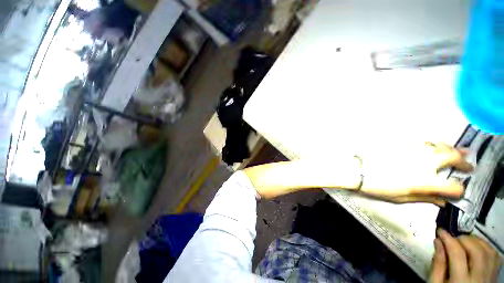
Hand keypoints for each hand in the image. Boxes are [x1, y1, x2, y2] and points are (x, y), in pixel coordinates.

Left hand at [360, 142, 472, 203]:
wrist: (360, 170)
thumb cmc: (379, 187)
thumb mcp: (402, 198)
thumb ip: (425, 198)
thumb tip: (442, 201)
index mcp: (426, 181)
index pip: (453, 187)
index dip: (459, 191)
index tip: (458, 192)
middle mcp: (425, 163)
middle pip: (453, 158)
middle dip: (464, 162)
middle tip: (468, 166)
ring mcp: (415, 151)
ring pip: (441, 146)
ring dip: (452, 149)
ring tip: (460, 152)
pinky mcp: (404, 145)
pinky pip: (425, 142)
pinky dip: (435, 145)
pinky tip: (436, 147)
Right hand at [430, 228, 500, 282]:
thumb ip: (437, 264)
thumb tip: (438, 242)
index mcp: (460, 282)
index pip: (457, 254)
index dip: (448, 239)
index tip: (440, 231)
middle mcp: (479, 279)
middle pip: (476, 251)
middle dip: (463, 239)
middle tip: (452, 239)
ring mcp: (489, 278)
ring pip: (488, 251)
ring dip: (475, 241)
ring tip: (463, 242)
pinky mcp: (494, 276)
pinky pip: (494, 256)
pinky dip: (485, 247)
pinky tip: (476, 248)